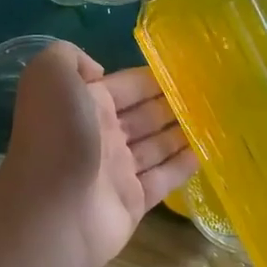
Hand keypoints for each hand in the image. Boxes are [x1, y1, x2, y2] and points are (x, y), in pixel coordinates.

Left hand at [0, 42, 196, 266]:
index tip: (185, 69)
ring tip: (215, 119)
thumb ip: (69, 57)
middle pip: (143, 115)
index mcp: (82, 104)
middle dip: (171, 104)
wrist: (52, 209)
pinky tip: (205, 153)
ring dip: (180, 132)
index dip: (151, 78)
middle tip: (209, 94)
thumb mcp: (50, 76)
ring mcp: (116, 171)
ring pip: (154, 146)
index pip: (124, 86)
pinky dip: (182, 166)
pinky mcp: (132, 202)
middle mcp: (99, 135)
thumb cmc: (56, 136)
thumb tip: (98, 71)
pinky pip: (163, 180)